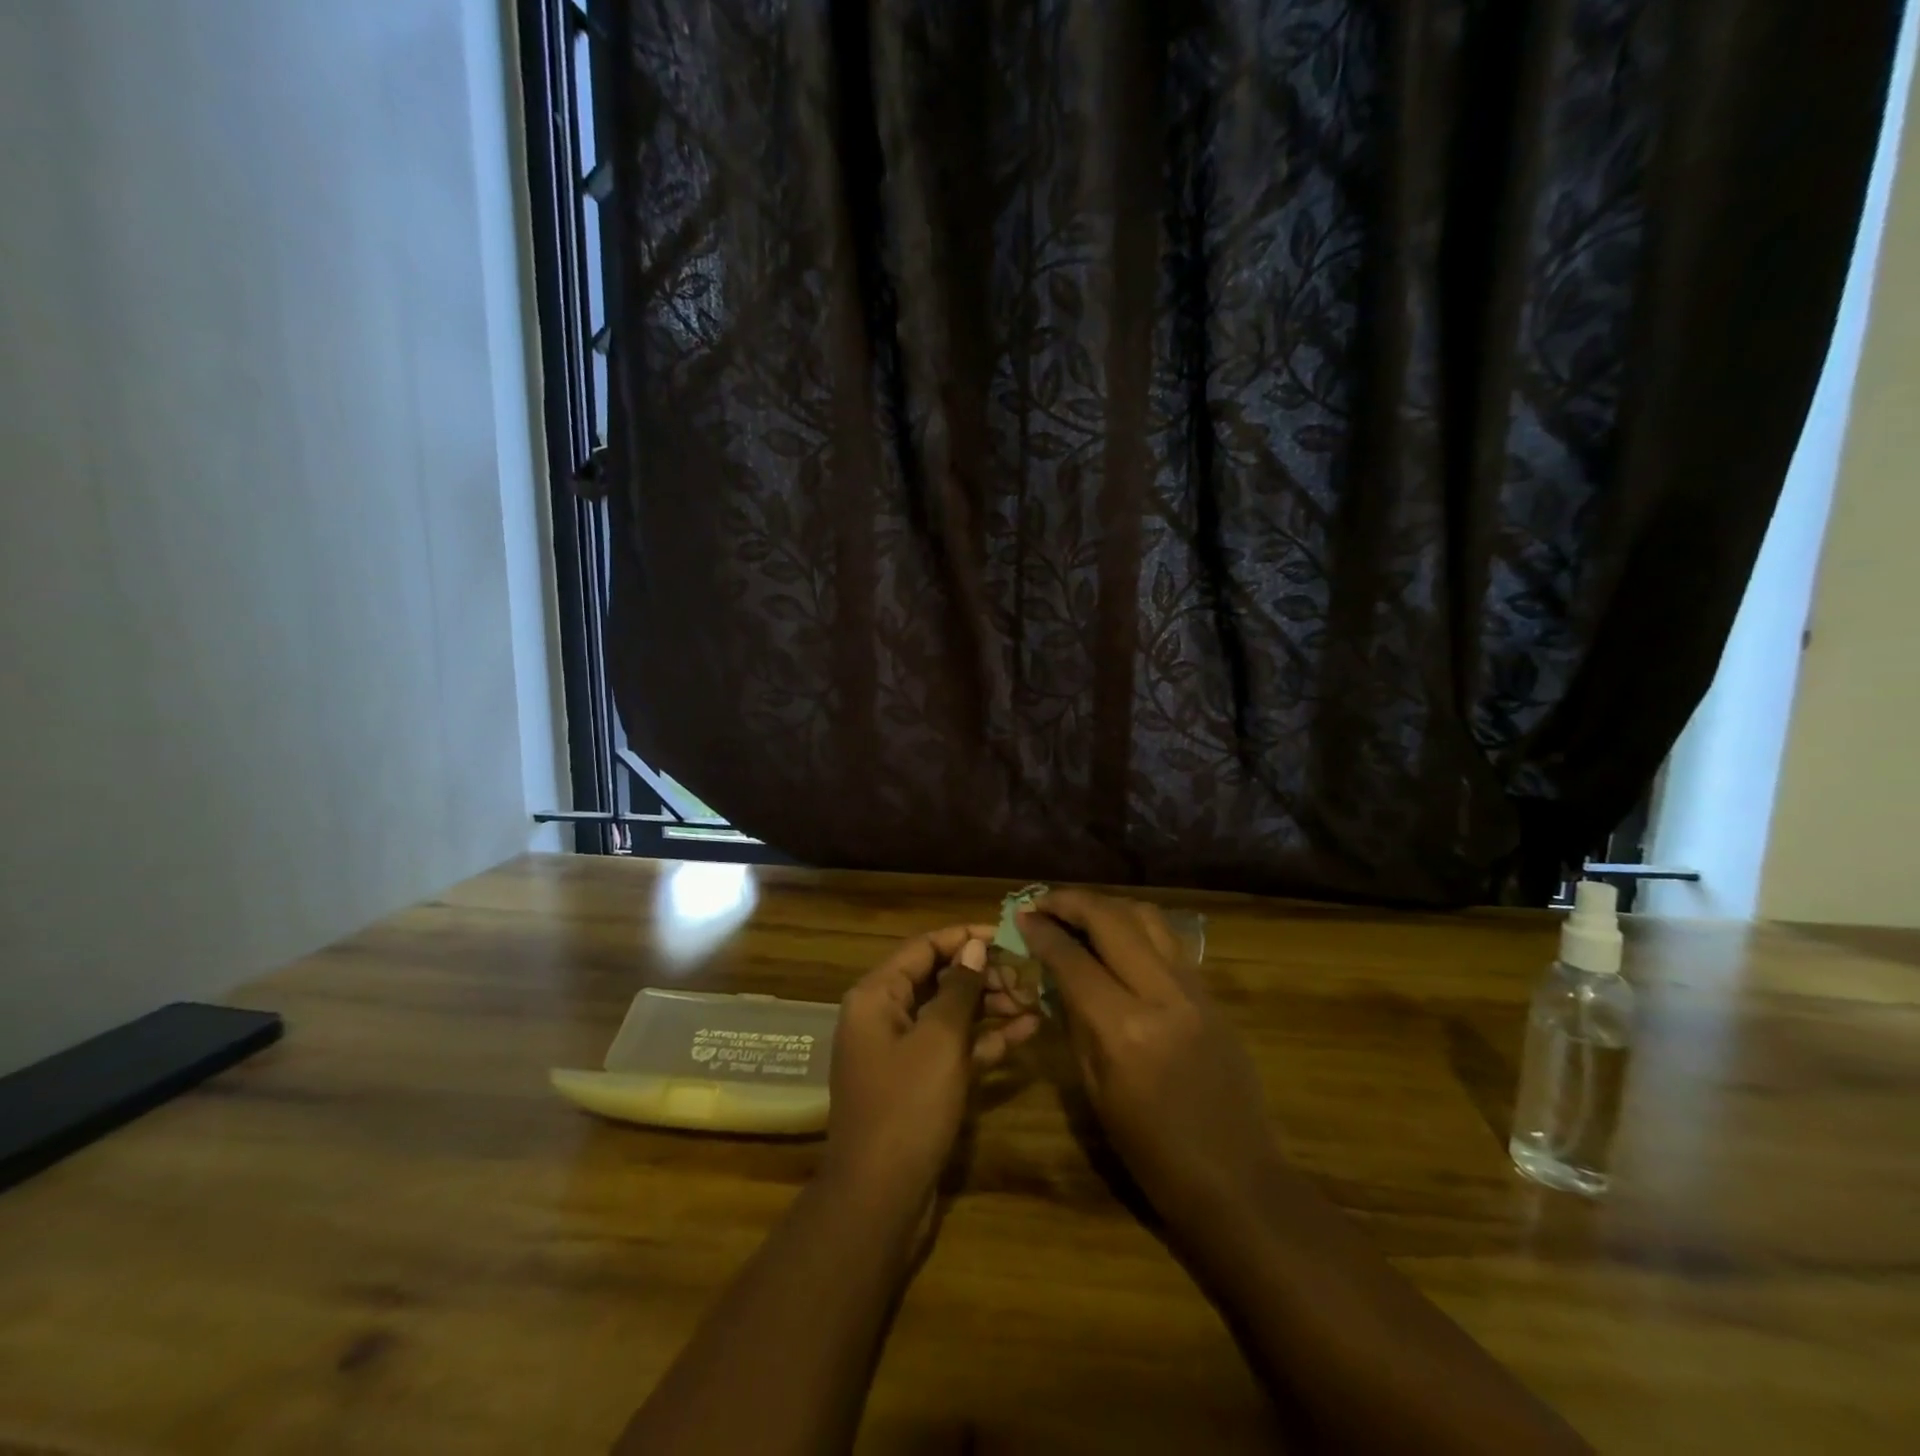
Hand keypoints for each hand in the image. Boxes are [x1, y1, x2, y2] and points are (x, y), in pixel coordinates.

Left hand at [822, 924, 1038, 1212]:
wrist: (879, 1199)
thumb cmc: (907, 1106)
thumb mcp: (939, 1040)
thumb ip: (959, 988)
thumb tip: (974, 946)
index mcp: (876, 996)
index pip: (923, 948)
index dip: (964, 938)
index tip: (1007, 935)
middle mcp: (884, 1016)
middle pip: (938, 979)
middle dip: (982, 974)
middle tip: (1026, 976)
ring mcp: (901, 1051)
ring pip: (950, 1013)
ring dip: (989, 1005)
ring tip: (1033, 1000)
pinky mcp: (919, 1082)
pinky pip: (953, 1047)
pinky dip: (985, 1039)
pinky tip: (1027, 1031)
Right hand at [1019, 891, 1282, 1238]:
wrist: (1237, 1180)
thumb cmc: (1152, 1152)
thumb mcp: (1096, 1091)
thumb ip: (1076, 1021)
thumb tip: (1056, 974)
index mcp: (1124, 1029)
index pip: (1073, 960)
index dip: (1042, 932)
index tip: (1021, 916)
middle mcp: (1161, 995)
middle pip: (1111, 919)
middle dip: (1071, 902)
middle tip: (1042, 902)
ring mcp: (1193, 989)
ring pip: (1146, 916)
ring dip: (1107, 905)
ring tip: (1079, 912)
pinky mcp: (1212, 993)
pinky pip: (1169, 939)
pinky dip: (1136, 924)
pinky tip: (1118, 935)